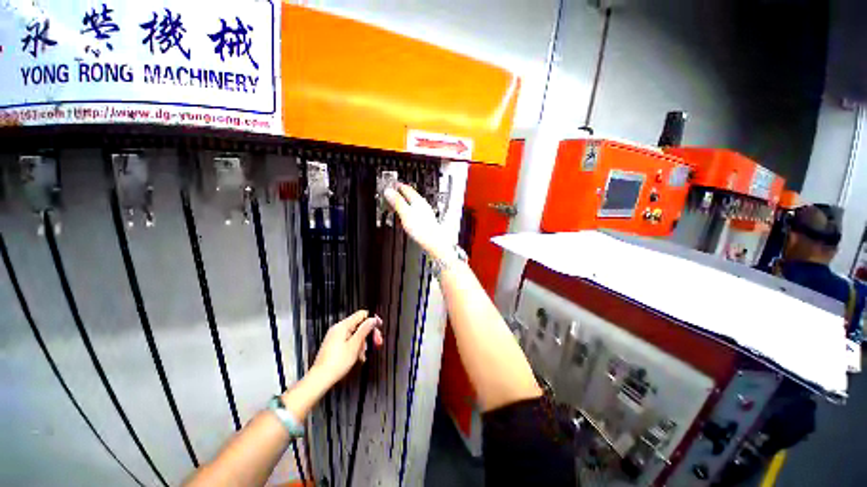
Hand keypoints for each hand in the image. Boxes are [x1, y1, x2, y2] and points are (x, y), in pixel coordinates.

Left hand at [311, 310, 383, 386]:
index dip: (372, 320)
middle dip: (369, 334)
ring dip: (363, 343)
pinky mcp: (334, 345)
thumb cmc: (337, 362)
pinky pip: (349, 341)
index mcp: (343, 326)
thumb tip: (373, 319)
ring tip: (364, 355)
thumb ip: (365, 329)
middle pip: (359, 325)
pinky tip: (358, 357)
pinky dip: (355, 347)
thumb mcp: (355, 345)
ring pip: (355, 335)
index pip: (361, 314)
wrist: (320, 379)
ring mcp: (335, 337)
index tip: (379, 327)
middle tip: (377, 343)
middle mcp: (338, 329)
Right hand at [384, 183, 448, 259]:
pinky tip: (405, 218)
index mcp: (418, 201)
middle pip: (409, 196)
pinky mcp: (425, 221)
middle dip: (399, 195)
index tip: (390, 185)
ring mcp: (425, 213)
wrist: (434, 242)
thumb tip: (389, 191)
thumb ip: (397, 202)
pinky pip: (414, 212)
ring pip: (411, 204)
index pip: (406, 188)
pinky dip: (406, 212)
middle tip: (390, 196)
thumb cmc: (422, 229)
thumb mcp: (405, 213)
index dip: (397, 186)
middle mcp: (422, 205)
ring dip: (402, 204)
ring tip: (395, 206)